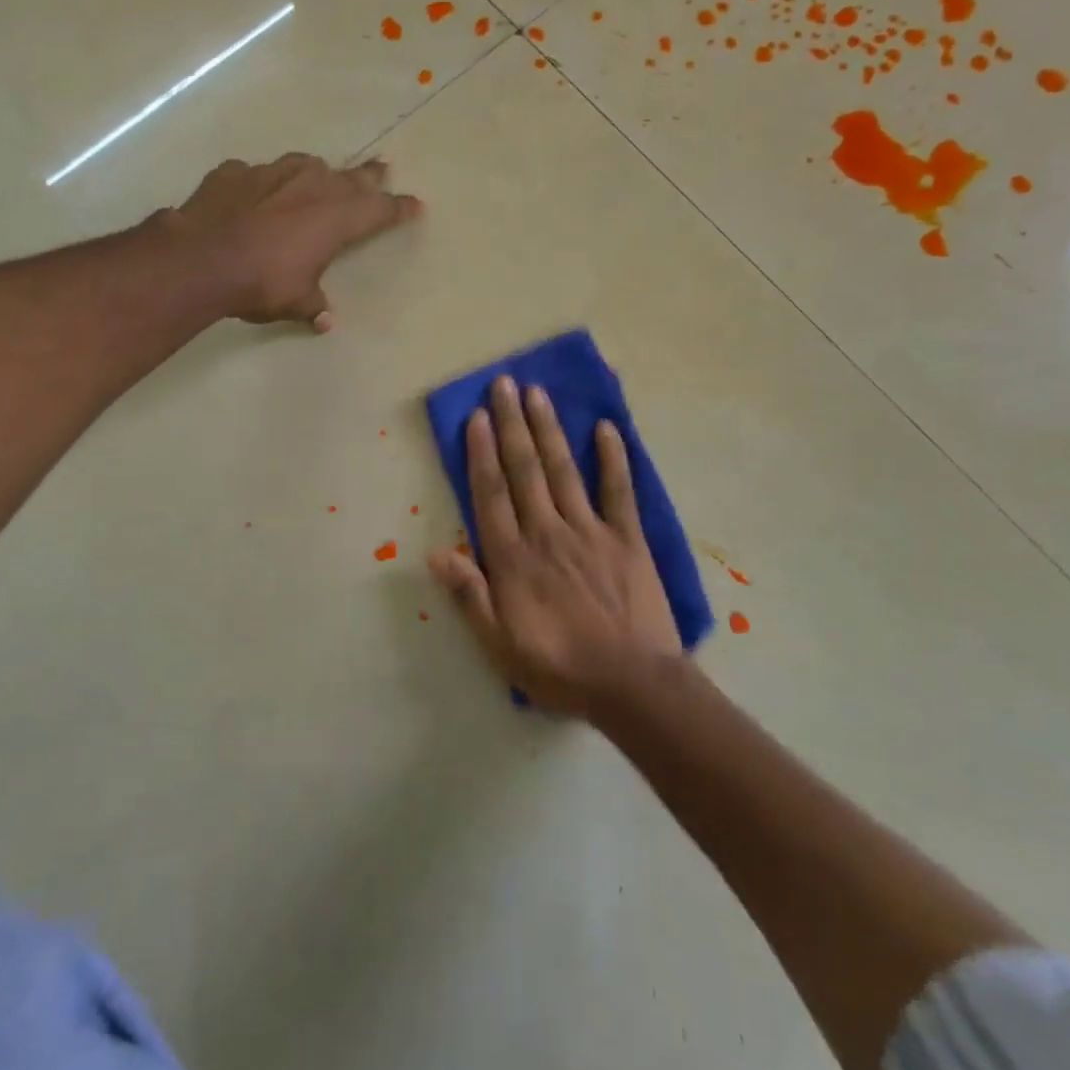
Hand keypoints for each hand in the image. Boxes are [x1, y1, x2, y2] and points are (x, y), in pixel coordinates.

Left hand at [173, 153, 422, 331]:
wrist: (201, 258)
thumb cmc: (262, 282)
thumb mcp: (295, 301)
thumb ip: (312, 305)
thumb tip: (324, 320)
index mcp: (336, 218)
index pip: (379, 210)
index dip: (399, 208)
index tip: (415, 204)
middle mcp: (311, 186)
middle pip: (351, 177)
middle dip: (369, 176)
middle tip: (382, 168)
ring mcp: (272, 173)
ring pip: (306, 166)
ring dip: (317, 173)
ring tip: (318, 178)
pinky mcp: (236, 172)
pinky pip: (258, 175)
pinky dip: (263, 185)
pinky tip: (255, 196)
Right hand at [427, 374, 682, 719]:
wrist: (632, 685)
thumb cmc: (560, 668)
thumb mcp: (500, 645)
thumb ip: (470, 595)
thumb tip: (436, 553)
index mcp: (514, 558)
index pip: (491, 493)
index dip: (481, 452)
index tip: (476, 416)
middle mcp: (547, 532)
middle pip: (524, 469)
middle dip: (511, 424)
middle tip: (503, 384)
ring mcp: (590, 531)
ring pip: (563, 470)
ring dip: (548, 429)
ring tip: (537, 393)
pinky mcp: (627, 538)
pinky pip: (619, 490)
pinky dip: (612, 457)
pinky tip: (604, 428)